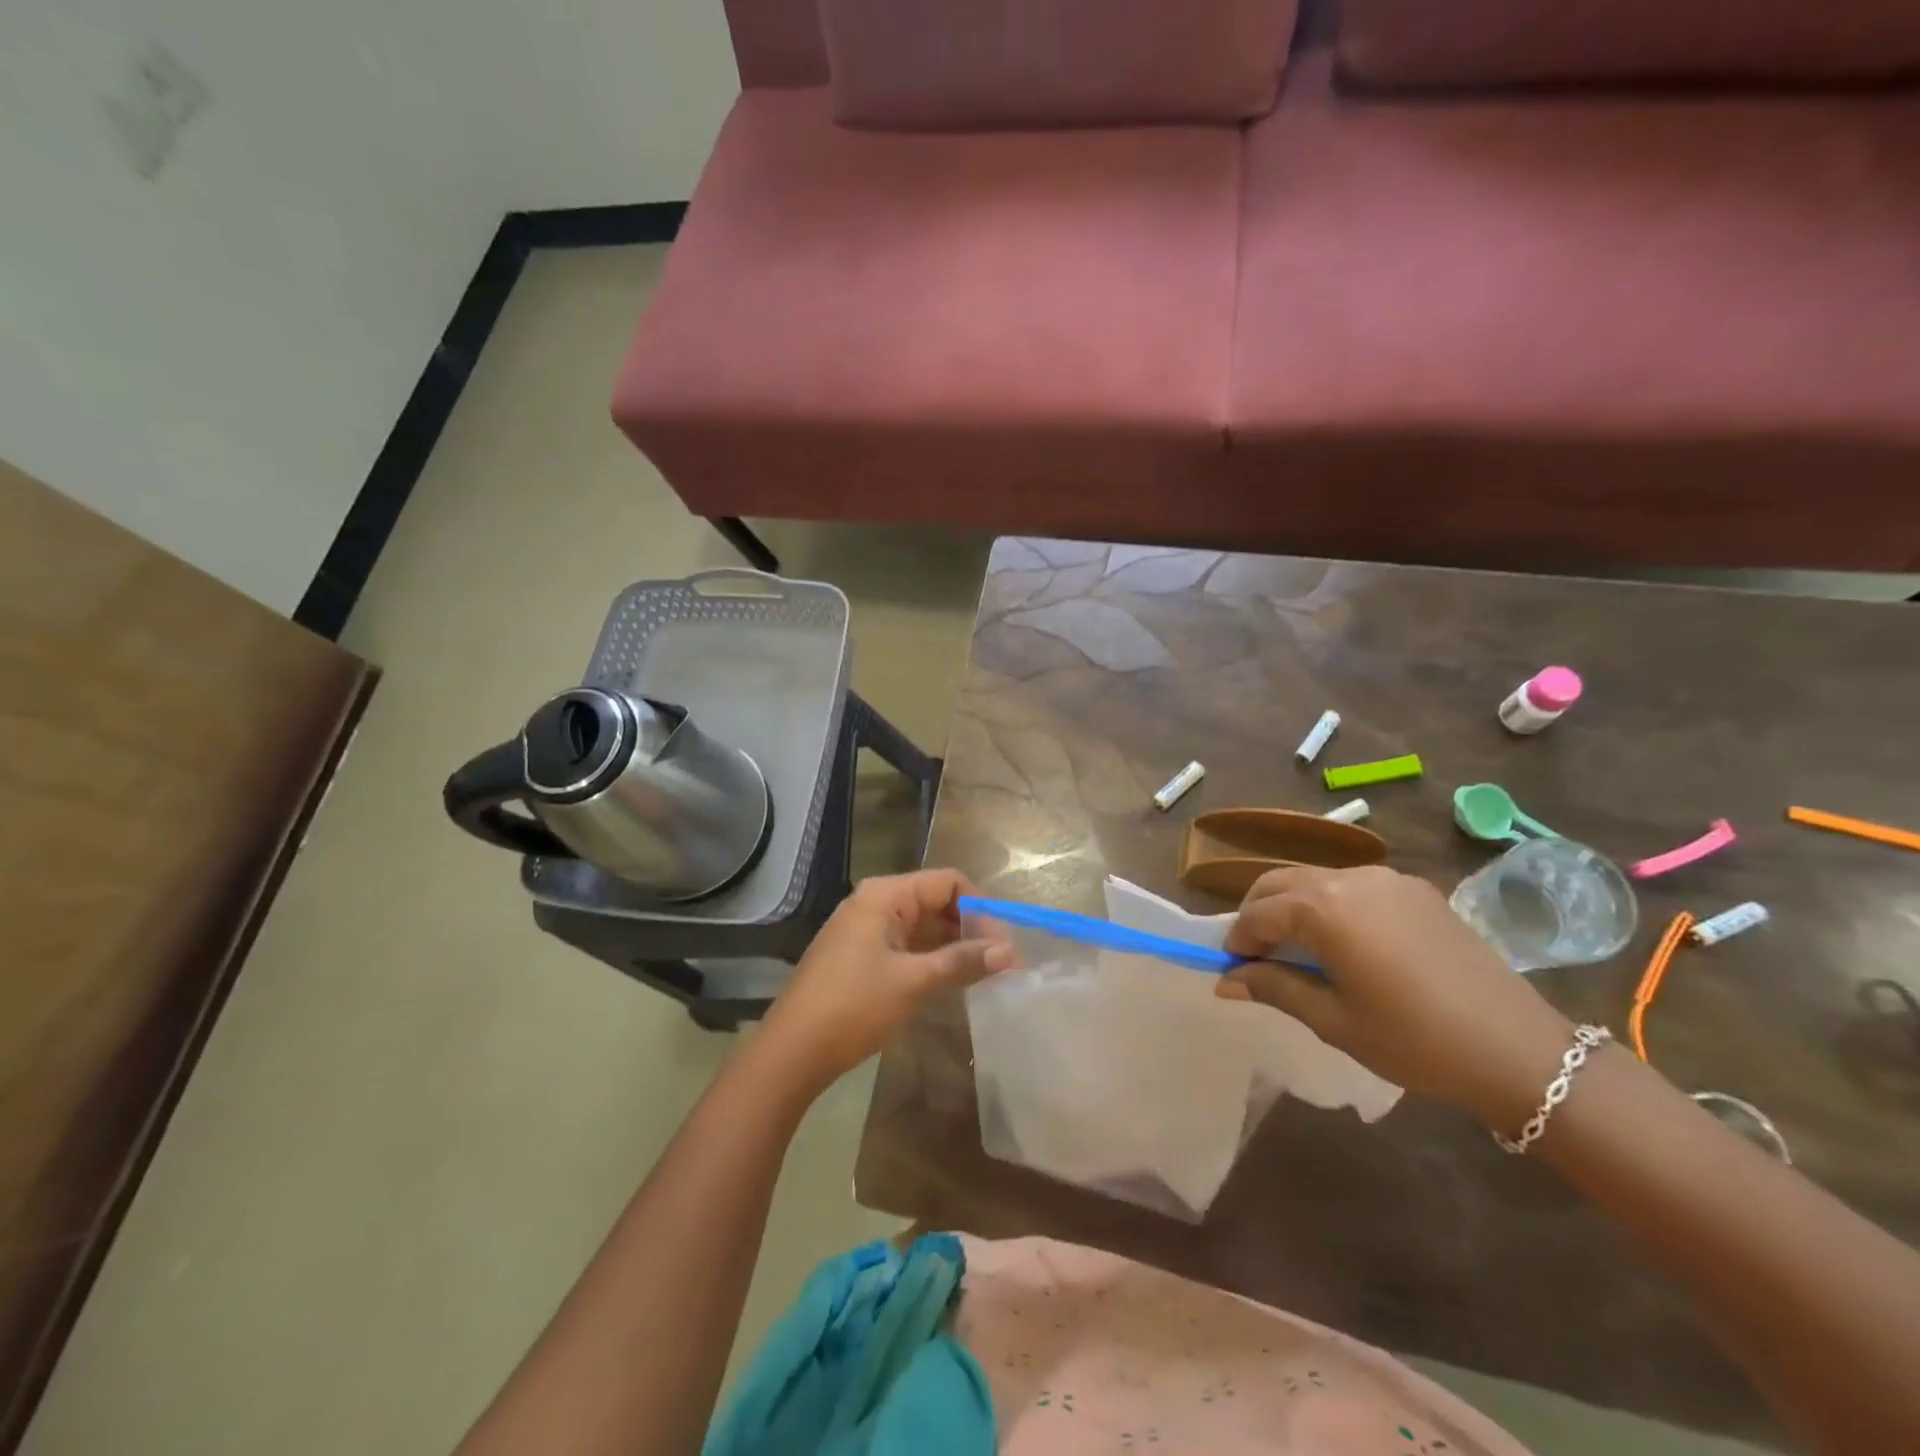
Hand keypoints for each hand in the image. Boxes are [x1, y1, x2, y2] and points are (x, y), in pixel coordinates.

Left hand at [758, 869, 1012, 1089]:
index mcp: (885, 895)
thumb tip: (1010, 951)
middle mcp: (875, 903)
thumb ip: (962, 961)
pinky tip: (955, 979)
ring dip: (954, 944)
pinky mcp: (863, 955)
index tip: (1005, 941)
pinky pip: (908, 945)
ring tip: (987, 971)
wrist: (792, 1051)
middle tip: (1003, 961)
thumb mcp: (913, 982)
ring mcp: (867, 930)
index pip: (947, 881)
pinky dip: (933, 957)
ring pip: (923, 926)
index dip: (980, 907)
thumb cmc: (853, 1006)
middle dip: (971, 927)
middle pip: (936, 901)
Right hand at [1217, 865, 1575, 1128]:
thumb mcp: (1333, 1020)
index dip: (1238, 940)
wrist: (1518, 1050)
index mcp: (1324, 908)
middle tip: (1254, 955)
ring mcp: (1387, 879)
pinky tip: (1343, 943)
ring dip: (1292, 906)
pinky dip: (1330, 905)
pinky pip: (1353, 886)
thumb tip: (1225, 981)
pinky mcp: (1416, 890)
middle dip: (1258, 913)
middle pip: (1280, 882)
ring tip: (1296, 950)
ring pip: (1315, 879)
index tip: (1230, 969)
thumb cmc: (1414, 1040)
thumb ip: (1275, 988)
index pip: (1259, 913)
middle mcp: (1350, 879)